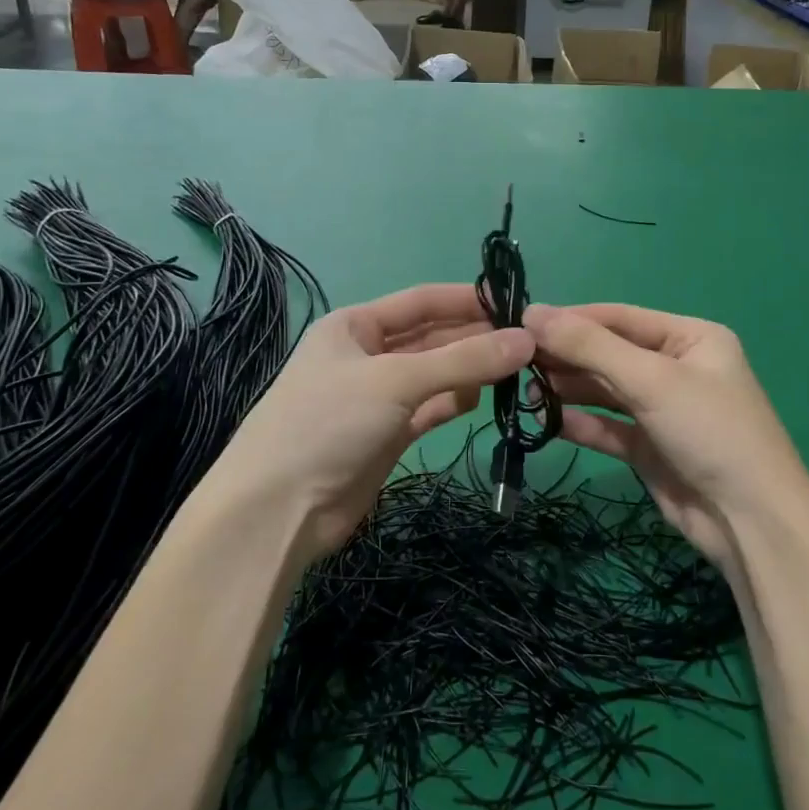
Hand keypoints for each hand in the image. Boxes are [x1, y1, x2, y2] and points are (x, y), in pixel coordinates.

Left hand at [215, 285, 533, 561]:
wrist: (279, 510)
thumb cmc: (329, 423)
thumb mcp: (395, 381)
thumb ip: (463, 360)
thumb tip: (526, 340)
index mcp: (355, 325)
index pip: (421, 301)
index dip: (467, 299)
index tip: (516, 303)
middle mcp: (367, 355)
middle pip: (431, 337)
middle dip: (475, 337)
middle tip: (529, 342)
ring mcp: (377, 397)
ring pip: (434, 374)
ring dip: (470, 370)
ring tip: (518, 369)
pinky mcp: (388, 435)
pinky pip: (430, 408)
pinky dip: (454, 401)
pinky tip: (483, 398)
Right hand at [524, 304, 808, 568]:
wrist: (751, 523)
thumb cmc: (709, 430)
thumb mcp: (650, 379)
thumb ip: (589, 346)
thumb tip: (532, 312)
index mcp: (690, 338)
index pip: (619, 317)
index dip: (571, 319)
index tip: (521, 321)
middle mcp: (676, 368)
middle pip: (609, 354)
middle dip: (566, 357)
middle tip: (516, 360)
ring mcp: (662, 410)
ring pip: (605, 391)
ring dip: (568, 390)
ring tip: (526, 391)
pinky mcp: (650, 448)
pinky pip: (607, 427)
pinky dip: (580, 423)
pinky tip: (548, 422)